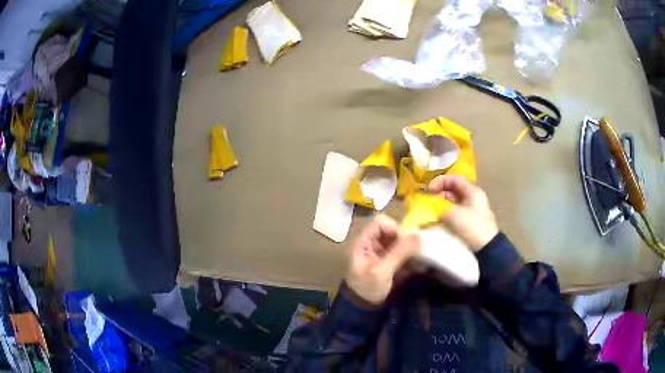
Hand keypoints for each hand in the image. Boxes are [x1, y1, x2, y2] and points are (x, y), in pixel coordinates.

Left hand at [346, 215, 419, 304]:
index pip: (379, 222)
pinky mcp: (389, 261)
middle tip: (413, 251)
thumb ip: (399, 252)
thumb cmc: (367, 289)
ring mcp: (380, 252)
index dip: (393, 228)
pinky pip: (401, 250)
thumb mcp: (381, 271)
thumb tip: (418, 234)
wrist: (363, 309)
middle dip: (403, 238)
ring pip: (398, 240)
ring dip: (408, 246)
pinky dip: (409, 253)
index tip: (404, 241)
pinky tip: (415, 261)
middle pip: (391, 230)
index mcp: (363, 242)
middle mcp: (372, 244)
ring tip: (416, 256)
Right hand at [427, 175, 498, 251]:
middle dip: (439, 193)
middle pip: (453, 189)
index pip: (454, 179)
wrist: (486, 248)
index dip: (440, 181)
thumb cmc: (472, 227)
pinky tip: (435, 218)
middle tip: (427, 199)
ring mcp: (470, 209)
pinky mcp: (467, 220)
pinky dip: (444, 213)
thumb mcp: (454, 215)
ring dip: (440, 203)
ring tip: (429, 209)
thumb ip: (440, 206)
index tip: (428, 189)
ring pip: (452, 201)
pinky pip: (453, 212)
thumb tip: (429, 204)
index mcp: (472, 192)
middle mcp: (472, 198)